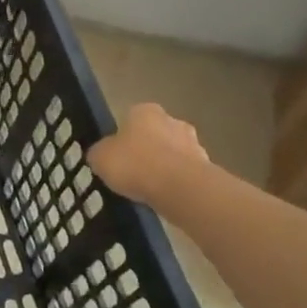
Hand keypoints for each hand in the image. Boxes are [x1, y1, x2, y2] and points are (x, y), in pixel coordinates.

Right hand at [89, 103, 210, 206]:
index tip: (117, 157)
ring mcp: (193, 142)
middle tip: (133, 172)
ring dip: (164, 165)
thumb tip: (101, 153)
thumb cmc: (135, 164)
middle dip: (146, 149)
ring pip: (173, 152)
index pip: (130, 118)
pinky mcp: (206, 165)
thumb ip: (100, 152)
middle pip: (155, 133)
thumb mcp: (100, 158)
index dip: (122, 138)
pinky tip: (166, 196)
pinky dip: (176, 181)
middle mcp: (171, 119)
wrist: (179, 187)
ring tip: (149, 188)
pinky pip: (185, 172)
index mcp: (144, 111)